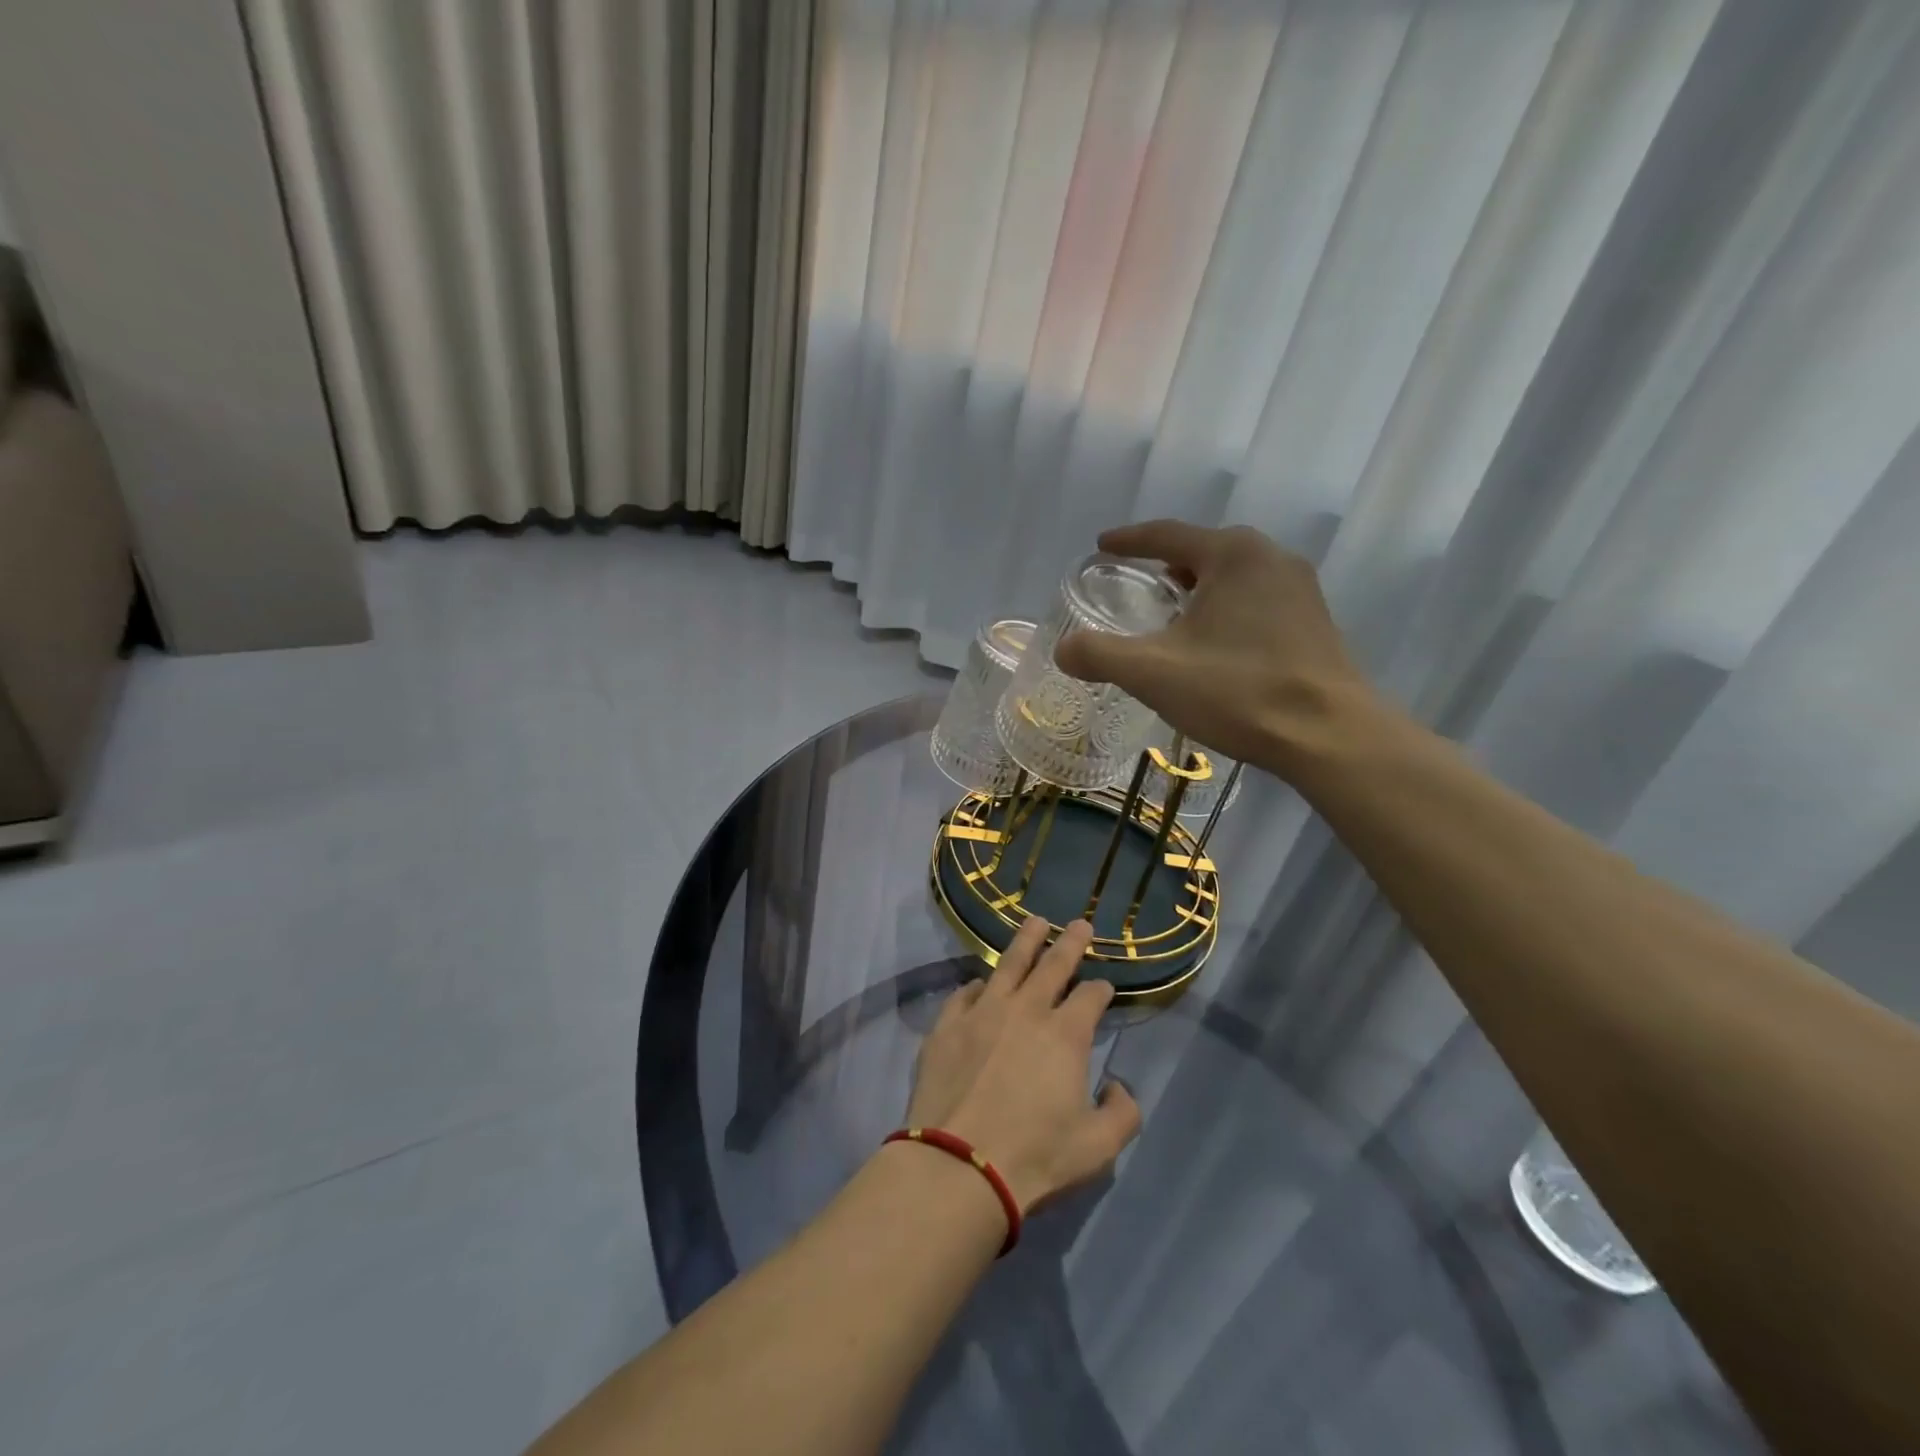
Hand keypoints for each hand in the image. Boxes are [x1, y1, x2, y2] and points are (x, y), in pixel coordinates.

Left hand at [907, 918, 1140, 1212]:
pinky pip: (964, 993)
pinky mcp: (947, 1025)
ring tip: (1035, 922)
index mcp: (1065, 1034)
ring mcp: (982, 1012)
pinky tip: (981, 982)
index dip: (1101, 989)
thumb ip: (1122, 1113)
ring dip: (1025, 941)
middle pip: (1052, 965)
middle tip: (1079, 924)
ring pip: (1008, 964)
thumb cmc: (1035, 1156)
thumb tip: (1117, 1085)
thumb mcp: (1098, 1147)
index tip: (1104, 987)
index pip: (1090, 996)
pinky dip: (977, 984)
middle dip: (1070, 942)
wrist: (959, 1165)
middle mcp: (1026, 1010)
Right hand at [1054, 520, 1377, 774]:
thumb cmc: (1237, 690)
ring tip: (1172, 614)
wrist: (1328, 735)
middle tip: (1137, 583)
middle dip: (1166, 565)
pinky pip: (1256, 601)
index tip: (1102, 546)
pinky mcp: (1314, 622)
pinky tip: (1215, 643)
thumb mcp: (1153, 672)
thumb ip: (1099, 654)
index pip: (1167, 535)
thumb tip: (1063, 649)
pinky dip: (1226, 610)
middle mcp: (1271, 558)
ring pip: (1233, 577)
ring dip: (1198, 589)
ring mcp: (1300, 590)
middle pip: (1204, 552)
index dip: (1129, 541)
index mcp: (1232, 554)